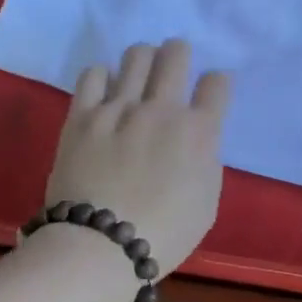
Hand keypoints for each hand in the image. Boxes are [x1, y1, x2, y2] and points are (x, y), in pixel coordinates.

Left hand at [46, 40, 230, 275]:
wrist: (99, 247)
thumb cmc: (165, 233)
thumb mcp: (208, 200)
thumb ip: (206, 160)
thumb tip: (197, 140)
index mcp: (199, 131)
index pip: (217, 83)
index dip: (217, 84)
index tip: (211, 92)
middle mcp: (163, 109)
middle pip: (176, 54)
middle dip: (180, 54)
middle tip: (175, 65)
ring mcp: (120, 108)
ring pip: (137, 55)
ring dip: (145, 59)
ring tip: (140, 74)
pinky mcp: (83, 115)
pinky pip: (94, 74)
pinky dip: (104, 76)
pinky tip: (106, 90)